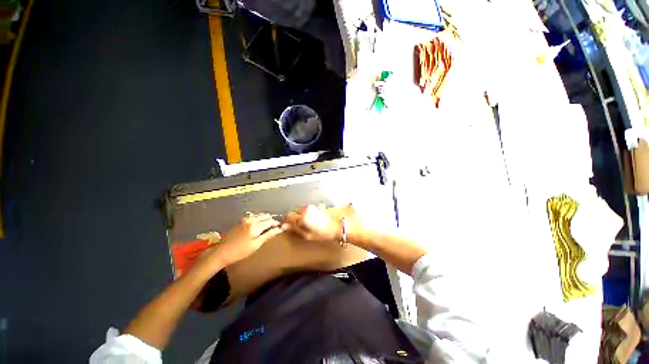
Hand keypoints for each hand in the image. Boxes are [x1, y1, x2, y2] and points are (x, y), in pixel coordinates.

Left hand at [207, 214, 282, 266]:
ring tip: (268, 227)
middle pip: (265, 216)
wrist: (221, 252)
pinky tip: (258, 226)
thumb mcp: (256, 245)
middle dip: (271, 220)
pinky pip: (253, 217)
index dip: (276, 224)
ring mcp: (245, 220)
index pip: (270, 221)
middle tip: (274, 228)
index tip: (280, 228)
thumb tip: (279, 229)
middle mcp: (251, 220)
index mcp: (256, 226)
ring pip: (259, 216)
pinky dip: (258, 219)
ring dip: (265, 219)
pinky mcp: (240, 221)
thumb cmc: (240, 251)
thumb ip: (268, 235)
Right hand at [282, 205, 343, 241]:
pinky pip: (303, 209)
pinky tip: (306, 220)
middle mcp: (305, 210)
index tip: (285, 227)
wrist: (335, 228)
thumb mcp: (307, 235)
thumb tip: (283, 226)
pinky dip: (302, 214)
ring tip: (301, 225)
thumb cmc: (321, 234)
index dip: (285, 222)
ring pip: (297, 210)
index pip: (288, 217)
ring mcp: (309, 207)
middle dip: (291, 219)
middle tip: (294, 227)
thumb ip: (294, 229)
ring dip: (297, 216)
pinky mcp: (313, 207)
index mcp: (302, 217)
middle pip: (292, 212)